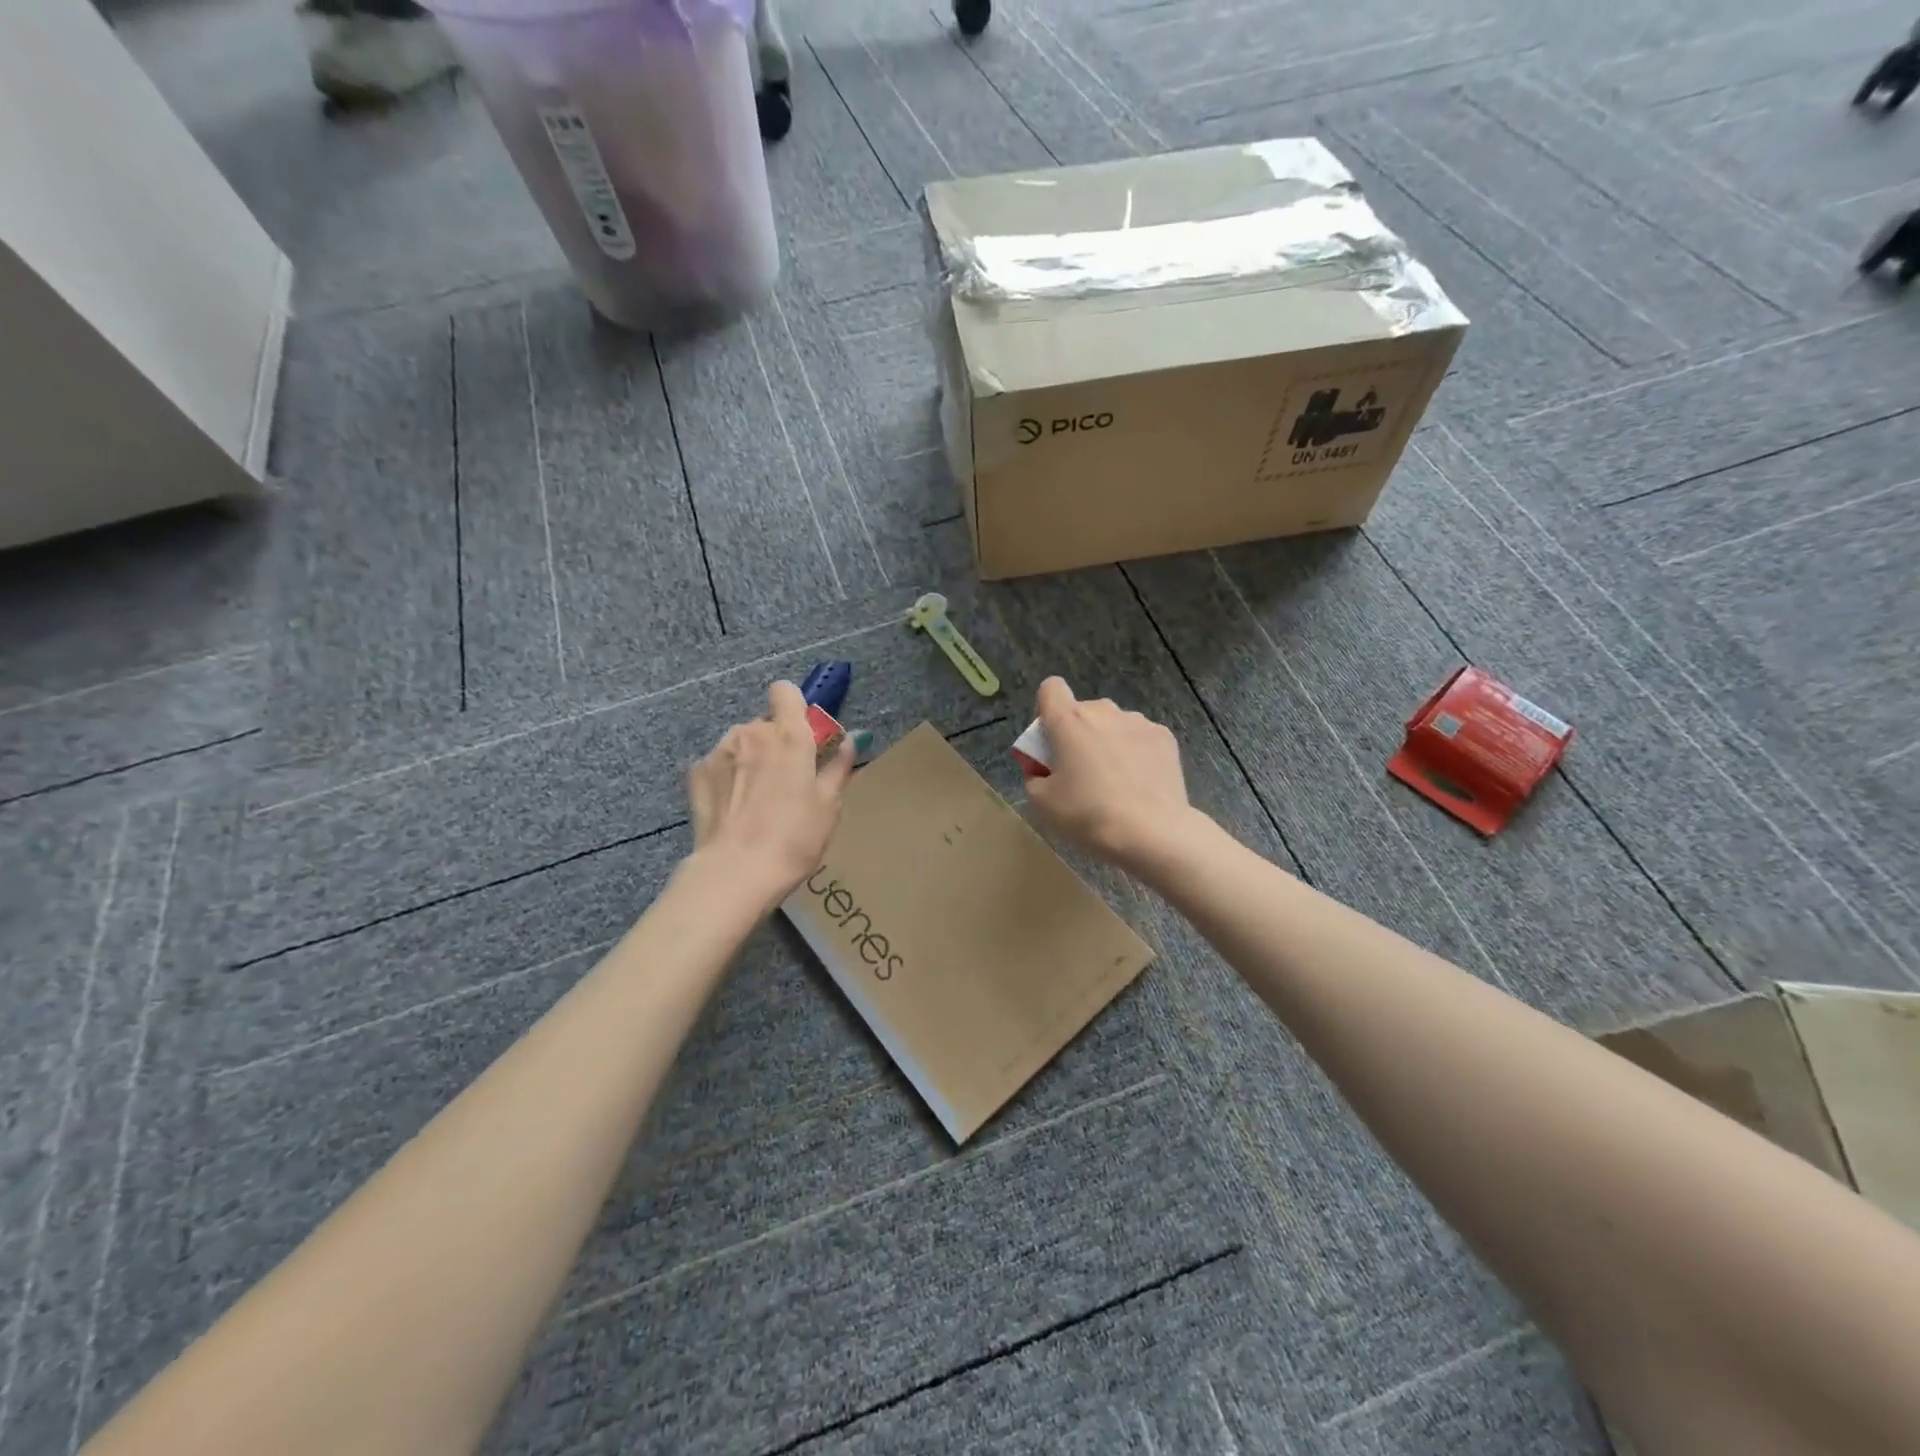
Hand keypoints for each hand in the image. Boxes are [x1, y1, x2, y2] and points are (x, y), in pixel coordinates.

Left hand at [687, 681, 855, 906]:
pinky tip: (732, 810)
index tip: (803, 734)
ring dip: (750, 759)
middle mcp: (751, 732)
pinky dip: (727, 778)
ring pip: (740, 743)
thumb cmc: (794, 838)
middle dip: (775, 743)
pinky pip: (718, 764)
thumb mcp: (829, 805)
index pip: (786, 691)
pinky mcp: (695, 773)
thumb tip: (848, 741)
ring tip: (755, 800)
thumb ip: (838, 766)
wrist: (736, 872)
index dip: (795, 707)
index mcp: (789, 735)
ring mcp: (719, 751)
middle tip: (784, 780)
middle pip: (765, 723)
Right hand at [1024, 677, 1196, 870]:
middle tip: (1079, 773)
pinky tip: (1139, 783)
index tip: (1050, 741)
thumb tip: (1043, 769)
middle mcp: (1104, 711)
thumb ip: (1034, 775)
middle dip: (1077, 734)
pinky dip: (1135, 752)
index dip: (1046, 709)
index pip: (1050, 688)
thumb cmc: (1088, 815)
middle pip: (1082, 711)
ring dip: (1107, 742)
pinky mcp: (1165, 737)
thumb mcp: (1042, 803)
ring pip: (1113, 724)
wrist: (1152, 833)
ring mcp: (1138, 722)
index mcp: (1068, 721)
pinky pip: (1139, 737)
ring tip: (1115, 782)